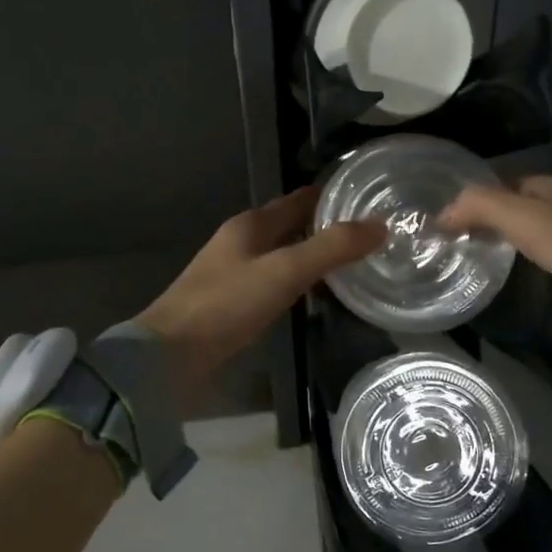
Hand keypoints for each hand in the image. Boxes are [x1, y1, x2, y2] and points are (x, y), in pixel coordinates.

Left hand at [137, 188, 384, 407]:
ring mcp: (234, 272)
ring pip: (283, 253)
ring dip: (313, 255)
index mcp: (252, 224)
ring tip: (353, 264)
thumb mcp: (285, 272)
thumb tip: (380, 226)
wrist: (171, 354)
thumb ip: (331, 248)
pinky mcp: (232, 301)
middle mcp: (242, 241)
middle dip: (327, 227)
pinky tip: (315, 294)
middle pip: (292, 225)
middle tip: (372, 237)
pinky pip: (274, 280)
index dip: (334, 198)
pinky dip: (297, 280)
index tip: (372, 201)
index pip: (300, 199)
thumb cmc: (227, 305)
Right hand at [438, 175, 551, 357]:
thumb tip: (441, 213)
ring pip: (537, 234)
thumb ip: (485, 208)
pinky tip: (520, 281)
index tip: (442, 221)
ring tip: (476, 261)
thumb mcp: (531, 222)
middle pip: (521, 207)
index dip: (475, 197)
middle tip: (452, 244)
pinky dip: (531, 265)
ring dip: (509, 242)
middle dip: (489, 219)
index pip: (505, 184)